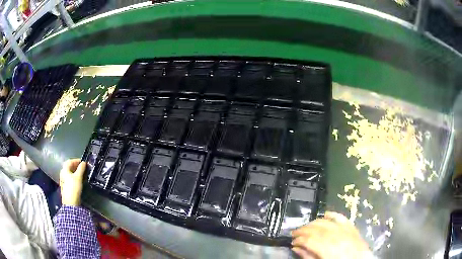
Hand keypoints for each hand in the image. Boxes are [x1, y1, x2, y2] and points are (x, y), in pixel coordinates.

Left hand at [59, 159, 85, 205]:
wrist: (70, 202)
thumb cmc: (73, 187)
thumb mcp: (78, 177)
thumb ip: (81, 169)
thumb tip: (84, 162)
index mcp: (64, 169)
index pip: (70, 161)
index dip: (77, 160)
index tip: (83, 162)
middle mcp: (62, 173)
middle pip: (69, 167)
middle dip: (76, 166)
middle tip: (83, 168)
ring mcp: (63, 180)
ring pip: (69, 173)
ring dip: (75, 172)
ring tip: (81, 174)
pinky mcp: (65, 187)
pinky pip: (69, 179)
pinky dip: (74, 178)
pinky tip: (78, 181)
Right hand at [291, 212, 370, 258]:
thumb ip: (308, 256)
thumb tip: (296, 248)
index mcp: (328, 249)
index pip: (309, 240)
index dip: (299, 239)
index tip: (292, 241)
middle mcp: (336, 237)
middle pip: (316, 229)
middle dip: (303, 230)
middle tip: (295, 233)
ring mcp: (345, 230)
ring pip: (326, 222)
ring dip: (314, 223)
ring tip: (306, 227)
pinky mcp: (352, 227)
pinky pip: (341, 218)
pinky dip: (333, 214)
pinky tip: (325, 214)